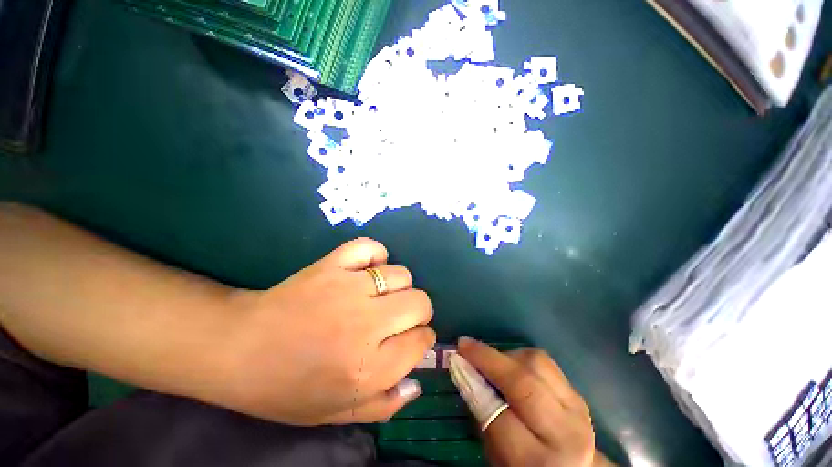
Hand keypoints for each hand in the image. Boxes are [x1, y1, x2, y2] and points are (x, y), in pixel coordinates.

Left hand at [211, 238, 434, 425]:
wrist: (239, 348)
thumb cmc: (287, 388)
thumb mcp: (336, 412)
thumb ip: (384, 405)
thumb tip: (416, 382)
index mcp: (368, 368)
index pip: (421, 341)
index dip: (422, 340)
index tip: (413, 339)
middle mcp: (365, 324)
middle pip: (420, 302)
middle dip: (419, 312)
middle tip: (401, 317)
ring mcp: (348, 288)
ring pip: (401, 274)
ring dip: (399, 286)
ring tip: (382, 295)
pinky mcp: (331, 265)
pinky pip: (370, 248)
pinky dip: (376, 254)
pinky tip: (368, 268)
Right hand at [458, 338, 602, 466]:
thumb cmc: (524, 466)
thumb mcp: (497, 454)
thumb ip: (482, 414)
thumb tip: (464, 371)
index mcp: (537, 460)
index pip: (500, 414)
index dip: (474, 382)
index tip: (456, 359)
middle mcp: (563, 432)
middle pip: (523, 383)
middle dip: (489, 358)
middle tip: (465, 345)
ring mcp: (575, 409)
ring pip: (537, 363)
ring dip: (506, 355)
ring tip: (490, 360)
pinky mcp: (577, 393)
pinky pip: (546, 363)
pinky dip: (522, 358)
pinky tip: (510, 365)